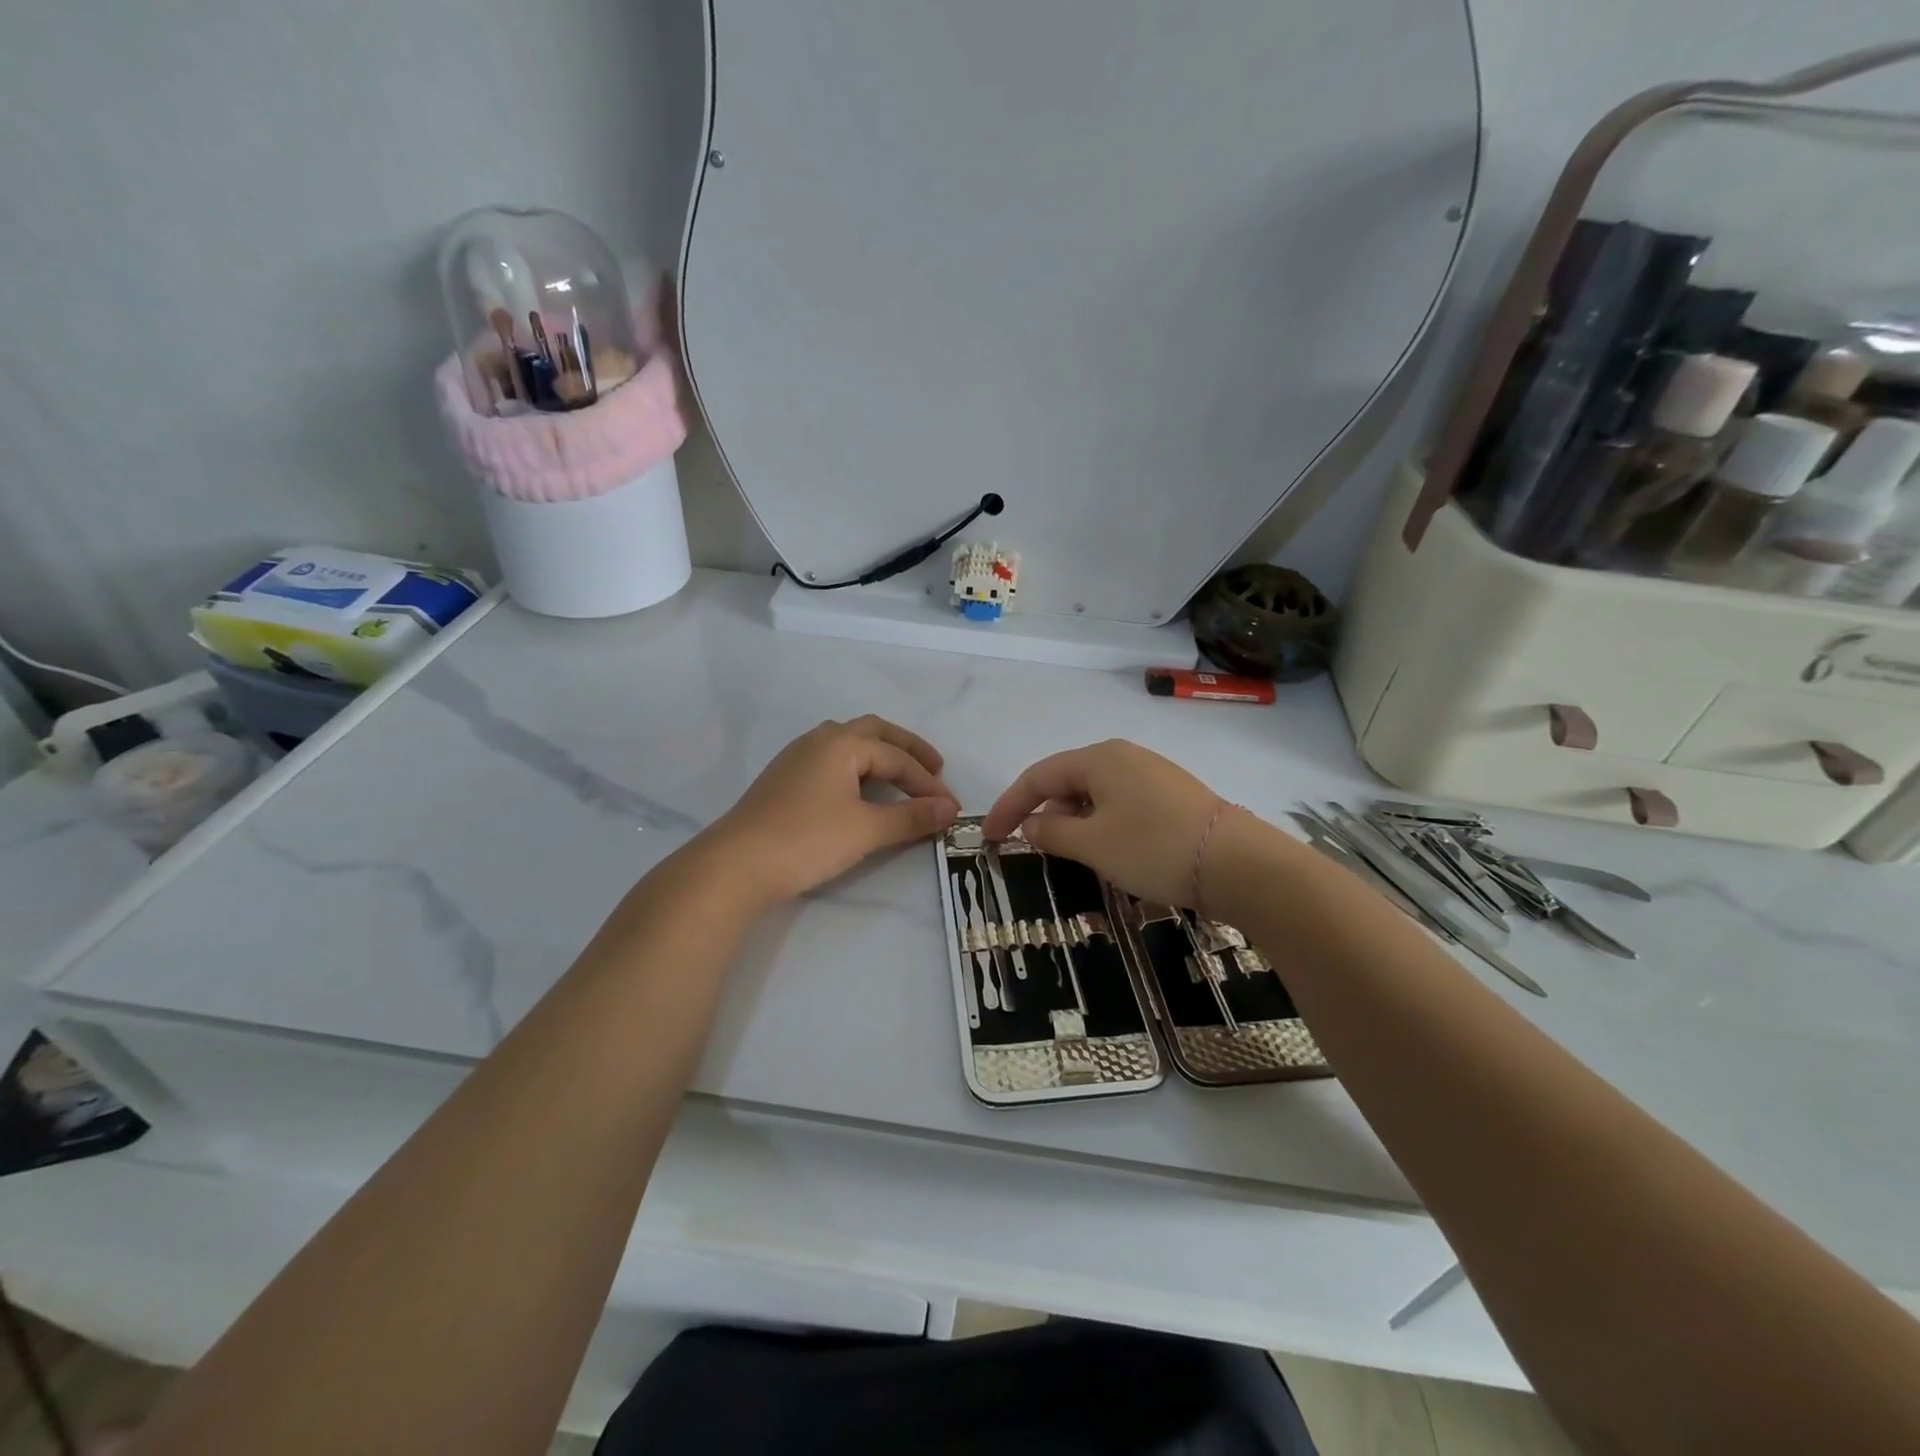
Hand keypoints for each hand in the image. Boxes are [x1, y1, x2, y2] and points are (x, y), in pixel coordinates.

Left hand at [705, 716, 958, 904]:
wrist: (735, 865)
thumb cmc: (806, 839)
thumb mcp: (866, 829)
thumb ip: (910, 817)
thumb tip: (949, 809)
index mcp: (842, 743)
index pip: (897, 758)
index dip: (928, 783)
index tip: (951, 808)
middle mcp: (819, 740)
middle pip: (873, 732)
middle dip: (907, 749)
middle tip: (934, 769)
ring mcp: (796, 758)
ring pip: (847, 743)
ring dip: (878, 755)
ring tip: (900, 776)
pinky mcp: (783, 780)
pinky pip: (830, 761)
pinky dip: (856, 769)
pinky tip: (858, 791)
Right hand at [982, 739, 1226, 907]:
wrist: (1238, 863)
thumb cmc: (1154, 847)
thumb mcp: (1093, 844)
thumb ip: (1053, 831)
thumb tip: (1032, 824)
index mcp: (1099, 758)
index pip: (1038, 776)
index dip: (1009, 805)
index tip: (989, 836)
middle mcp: (1123, 756)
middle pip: (1067, 780)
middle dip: (1044, 812)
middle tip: (1033, 848)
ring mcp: (1151, 774)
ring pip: (1095, 794)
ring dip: (1074, 821)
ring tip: (1072, 854)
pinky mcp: (1171, 795)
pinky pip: (1120, 803)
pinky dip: (1101, 823)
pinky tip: (1109, 849)